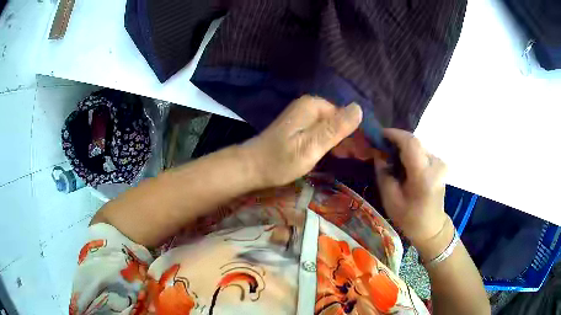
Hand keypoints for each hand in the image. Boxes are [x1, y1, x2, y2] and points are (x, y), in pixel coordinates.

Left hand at [244, 95, 362, 187]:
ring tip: (346, 158)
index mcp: (314, 106)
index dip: (355, 134)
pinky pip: (321, 131)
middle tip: (355, 158)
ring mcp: (302, 116)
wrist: (251, 168)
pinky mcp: (298, 126)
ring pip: (330, 126)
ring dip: (339, 141)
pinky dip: (328, 142)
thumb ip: (336, 128)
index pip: (346, 115)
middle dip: (348, 138)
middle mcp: (309, 106)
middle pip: (338, 120)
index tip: (362, 153)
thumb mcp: (312, 146)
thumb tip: (359, 108)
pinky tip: (332, 154)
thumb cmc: (281, 160)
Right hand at [374, 129, 448, 249]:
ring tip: (389, 156)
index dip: (394, 134)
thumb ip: (384, 173)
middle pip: (414, 142)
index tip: (378, 134)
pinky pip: (422, 151)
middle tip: (381, 147)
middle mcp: (435, 164)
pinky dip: (410, 153)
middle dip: (396, 140)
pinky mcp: (440, 164)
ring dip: (403, 147)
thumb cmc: (410, 218)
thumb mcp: (390, 199)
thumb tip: (379, 153)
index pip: (410, 143)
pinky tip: (402, 163)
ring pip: (417, 145)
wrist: (432, 227)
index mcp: (423, 175)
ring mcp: (440, 163)